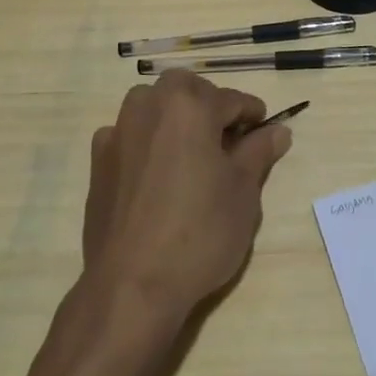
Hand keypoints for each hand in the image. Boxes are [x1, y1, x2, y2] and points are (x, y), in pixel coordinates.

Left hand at [82, 70, 292, 322]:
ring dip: (174, 117)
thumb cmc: (200, 232)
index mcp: (189, 106)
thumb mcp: (243, 192)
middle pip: (186, 90)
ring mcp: (118, 134)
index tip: (265, 132)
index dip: (254, 115)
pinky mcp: (98, 163)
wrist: (132, 284)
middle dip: (209, 105)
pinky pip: (127, 135)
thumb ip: (259, 152)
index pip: (232, 99)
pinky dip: (145, 142)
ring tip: (192, 152)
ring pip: (151, 106)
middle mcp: (149, 107)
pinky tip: (157, 173)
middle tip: (228, 140)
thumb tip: (278, 130)